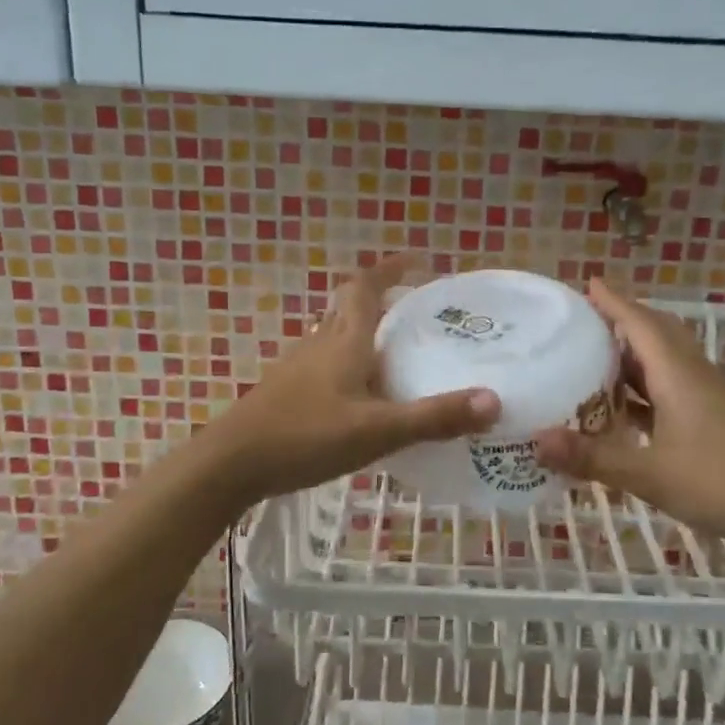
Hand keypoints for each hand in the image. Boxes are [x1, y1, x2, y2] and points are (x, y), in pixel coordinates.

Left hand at [204, 257, 500, 503]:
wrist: (230, 464)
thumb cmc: (305, 436)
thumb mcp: (377, 429)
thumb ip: (434, 418)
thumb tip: (494, 401)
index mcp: (344, 341)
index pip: (366, 287)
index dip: (390, 268)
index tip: (418, 260)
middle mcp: (320, 345)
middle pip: (350, 308)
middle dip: (384, 301)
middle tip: (420, 313)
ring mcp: (299, 368)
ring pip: (337, 337)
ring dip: (366, 334)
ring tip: (400, 354)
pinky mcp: (288, 392)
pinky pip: (327, 365)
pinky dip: (351, 365)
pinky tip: (364, 397)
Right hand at [534, 281, 724, 546]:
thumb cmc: (723, 481)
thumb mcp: (650, 473)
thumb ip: (593, 458)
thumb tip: (535, 440)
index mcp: (677, 374)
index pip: (640, 324)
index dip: (613, 303)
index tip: (587, 283)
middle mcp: (692, 377)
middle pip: (656, 334)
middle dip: (622, 321)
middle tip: (584, 321)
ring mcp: (706, 399)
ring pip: (664, 363)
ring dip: (631, 356)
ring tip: (592, 359)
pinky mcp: (714, 420)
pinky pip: (670, 390)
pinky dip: (643, 390)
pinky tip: (621, 411)